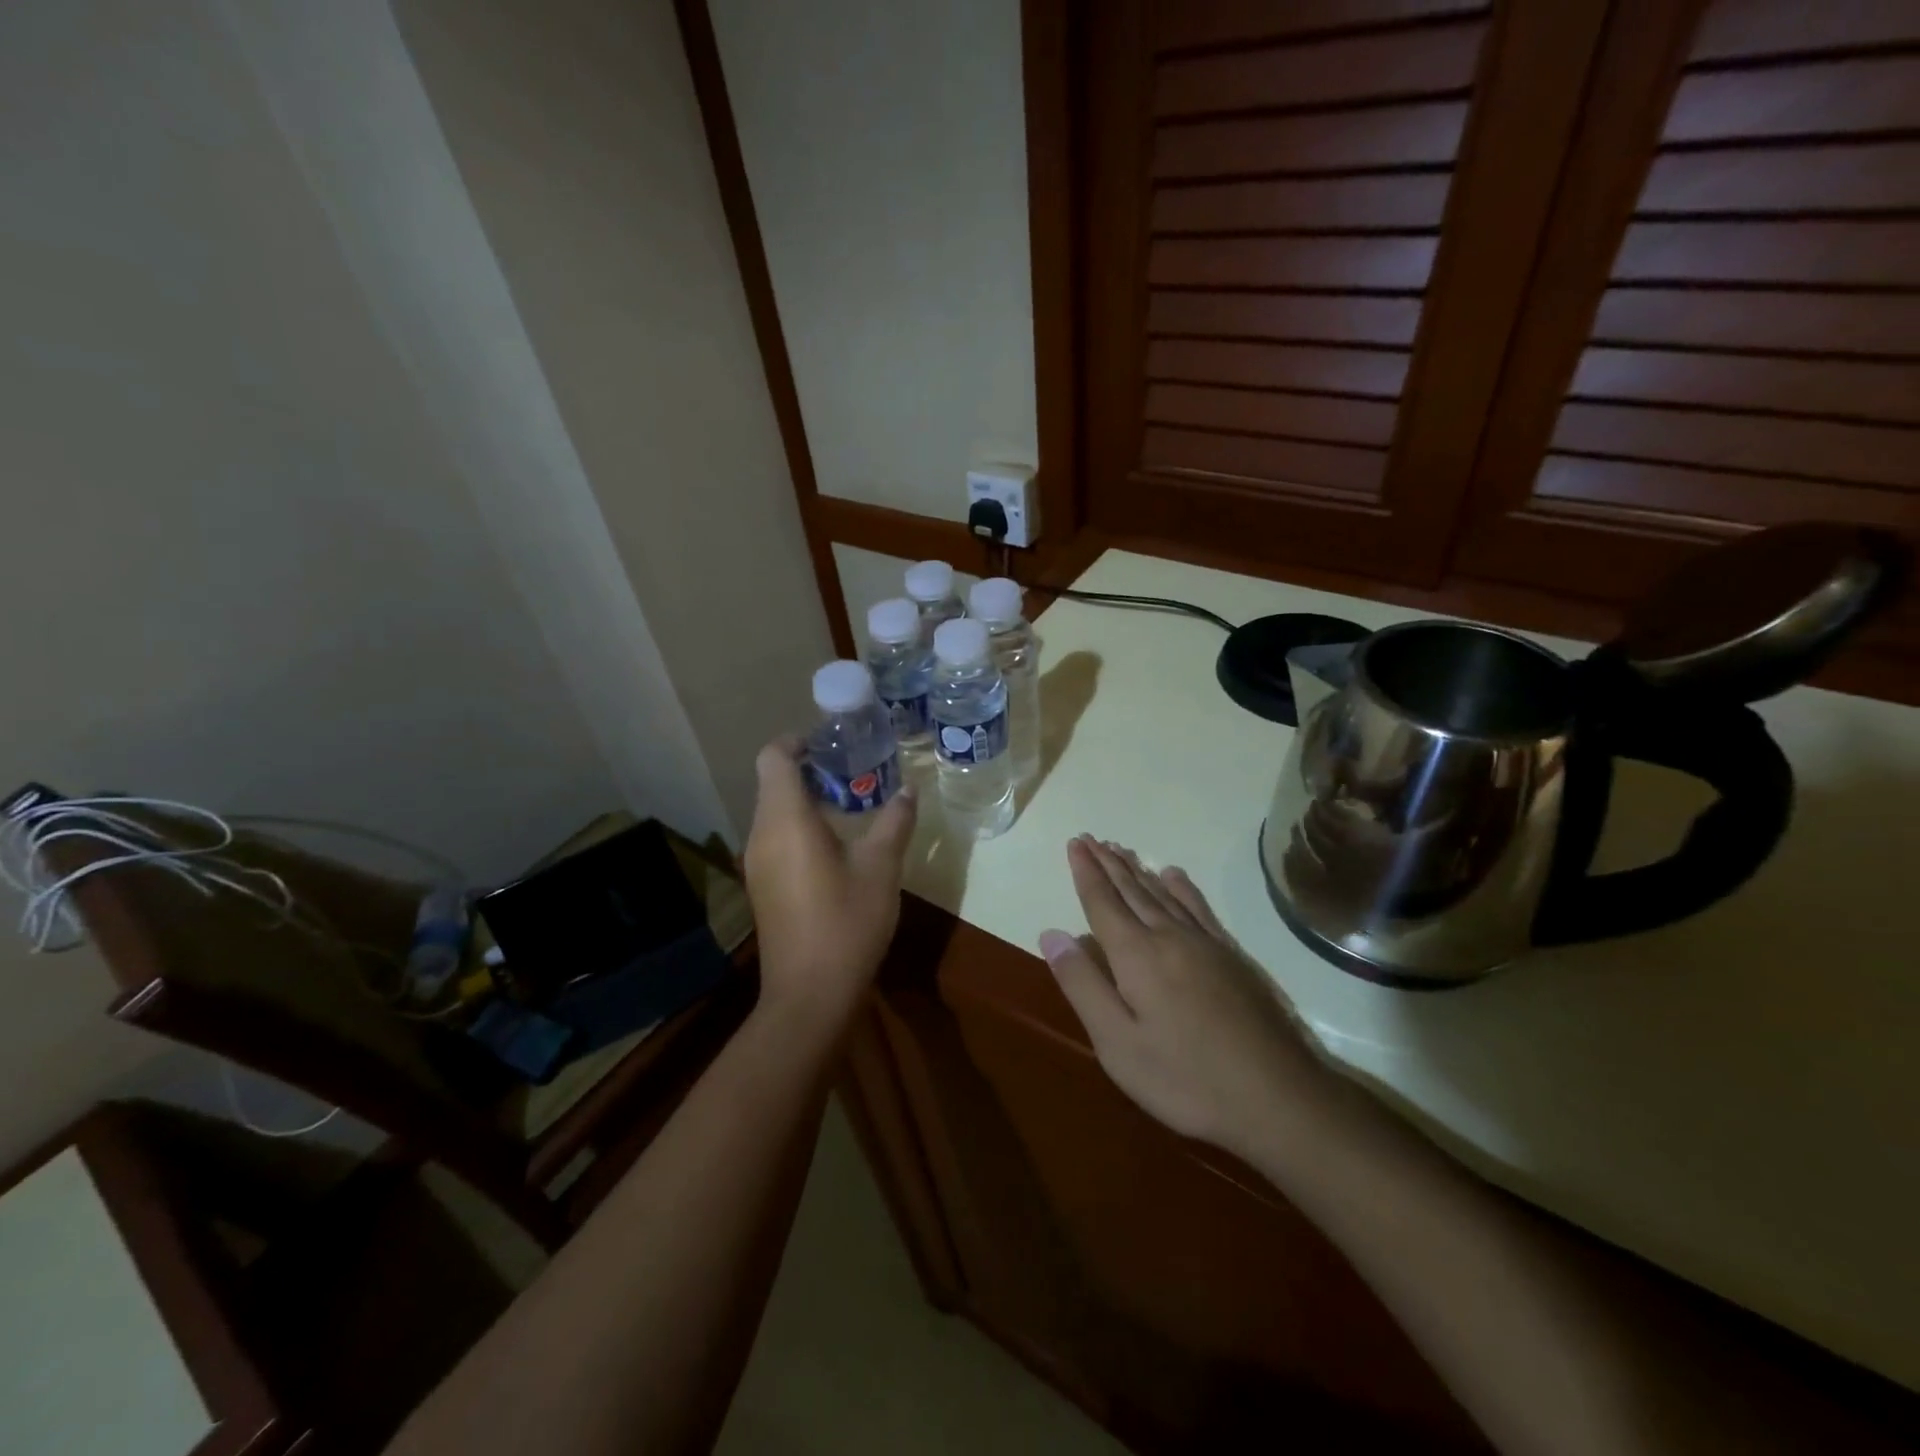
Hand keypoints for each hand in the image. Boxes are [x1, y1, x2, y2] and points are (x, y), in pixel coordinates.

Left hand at [744, 740, 916, 1023]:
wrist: (810, 994)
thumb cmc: (846, 922)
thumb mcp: (881, 868)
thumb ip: (894, 822)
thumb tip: (909, 790)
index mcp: (785, 820)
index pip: (773, 758)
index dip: (797, 741)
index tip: (832, 743)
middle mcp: (761, 834)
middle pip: (773, 782)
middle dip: (809, 768)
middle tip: (854, 769)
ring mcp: (757, 863)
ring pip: (774, 812)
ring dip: (806, 799)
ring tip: (851, 802)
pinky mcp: (763, 885)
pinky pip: (776, 837)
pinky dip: (800, 826)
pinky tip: (836, 844)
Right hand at [1039, 836, 1333, 1159]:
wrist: (1278, 1097)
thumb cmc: (1185, 1078)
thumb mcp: (1117, 1043)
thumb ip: (1083, 985)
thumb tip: (1052, 933)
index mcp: (1137, 955)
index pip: (1102, 902)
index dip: (1085, 872)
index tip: (1075, 843)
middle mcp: (1169, 936)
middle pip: (1132, 890)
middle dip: (1107, 863)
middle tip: (1090, 838)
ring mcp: (1206, 944)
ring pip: (1163, 894)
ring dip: (1138, 870)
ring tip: (1121, 849)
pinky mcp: (1233, 956)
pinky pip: (1199, 908)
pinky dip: (1181, 887)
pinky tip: (1174, 876)